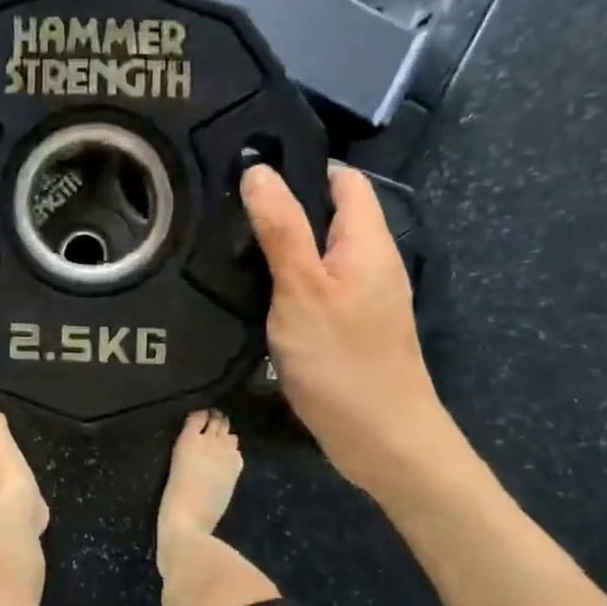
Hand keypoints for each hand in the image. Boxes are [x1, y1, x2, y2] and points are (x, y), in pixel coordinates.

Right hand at [240, 162, 454, 489]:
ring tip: (228, 240)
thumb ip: (281, 228)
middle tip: (224, 205)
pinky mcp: (348, 324)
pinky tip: (252, 287)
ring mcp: (362, 294)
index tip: (246, 166)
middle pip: (327, 212)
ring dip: (280, 243)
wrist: (383, 441)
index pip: (341, 178)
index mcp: (368, 241)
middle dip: (281, 204)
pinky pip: (316, 283)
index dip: (299, 165)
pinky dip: (286, 278)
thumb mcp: (302, 289)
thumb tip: (259, 170)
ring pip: (318, 250)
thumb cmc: (341, 360)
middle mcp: (371, 260)